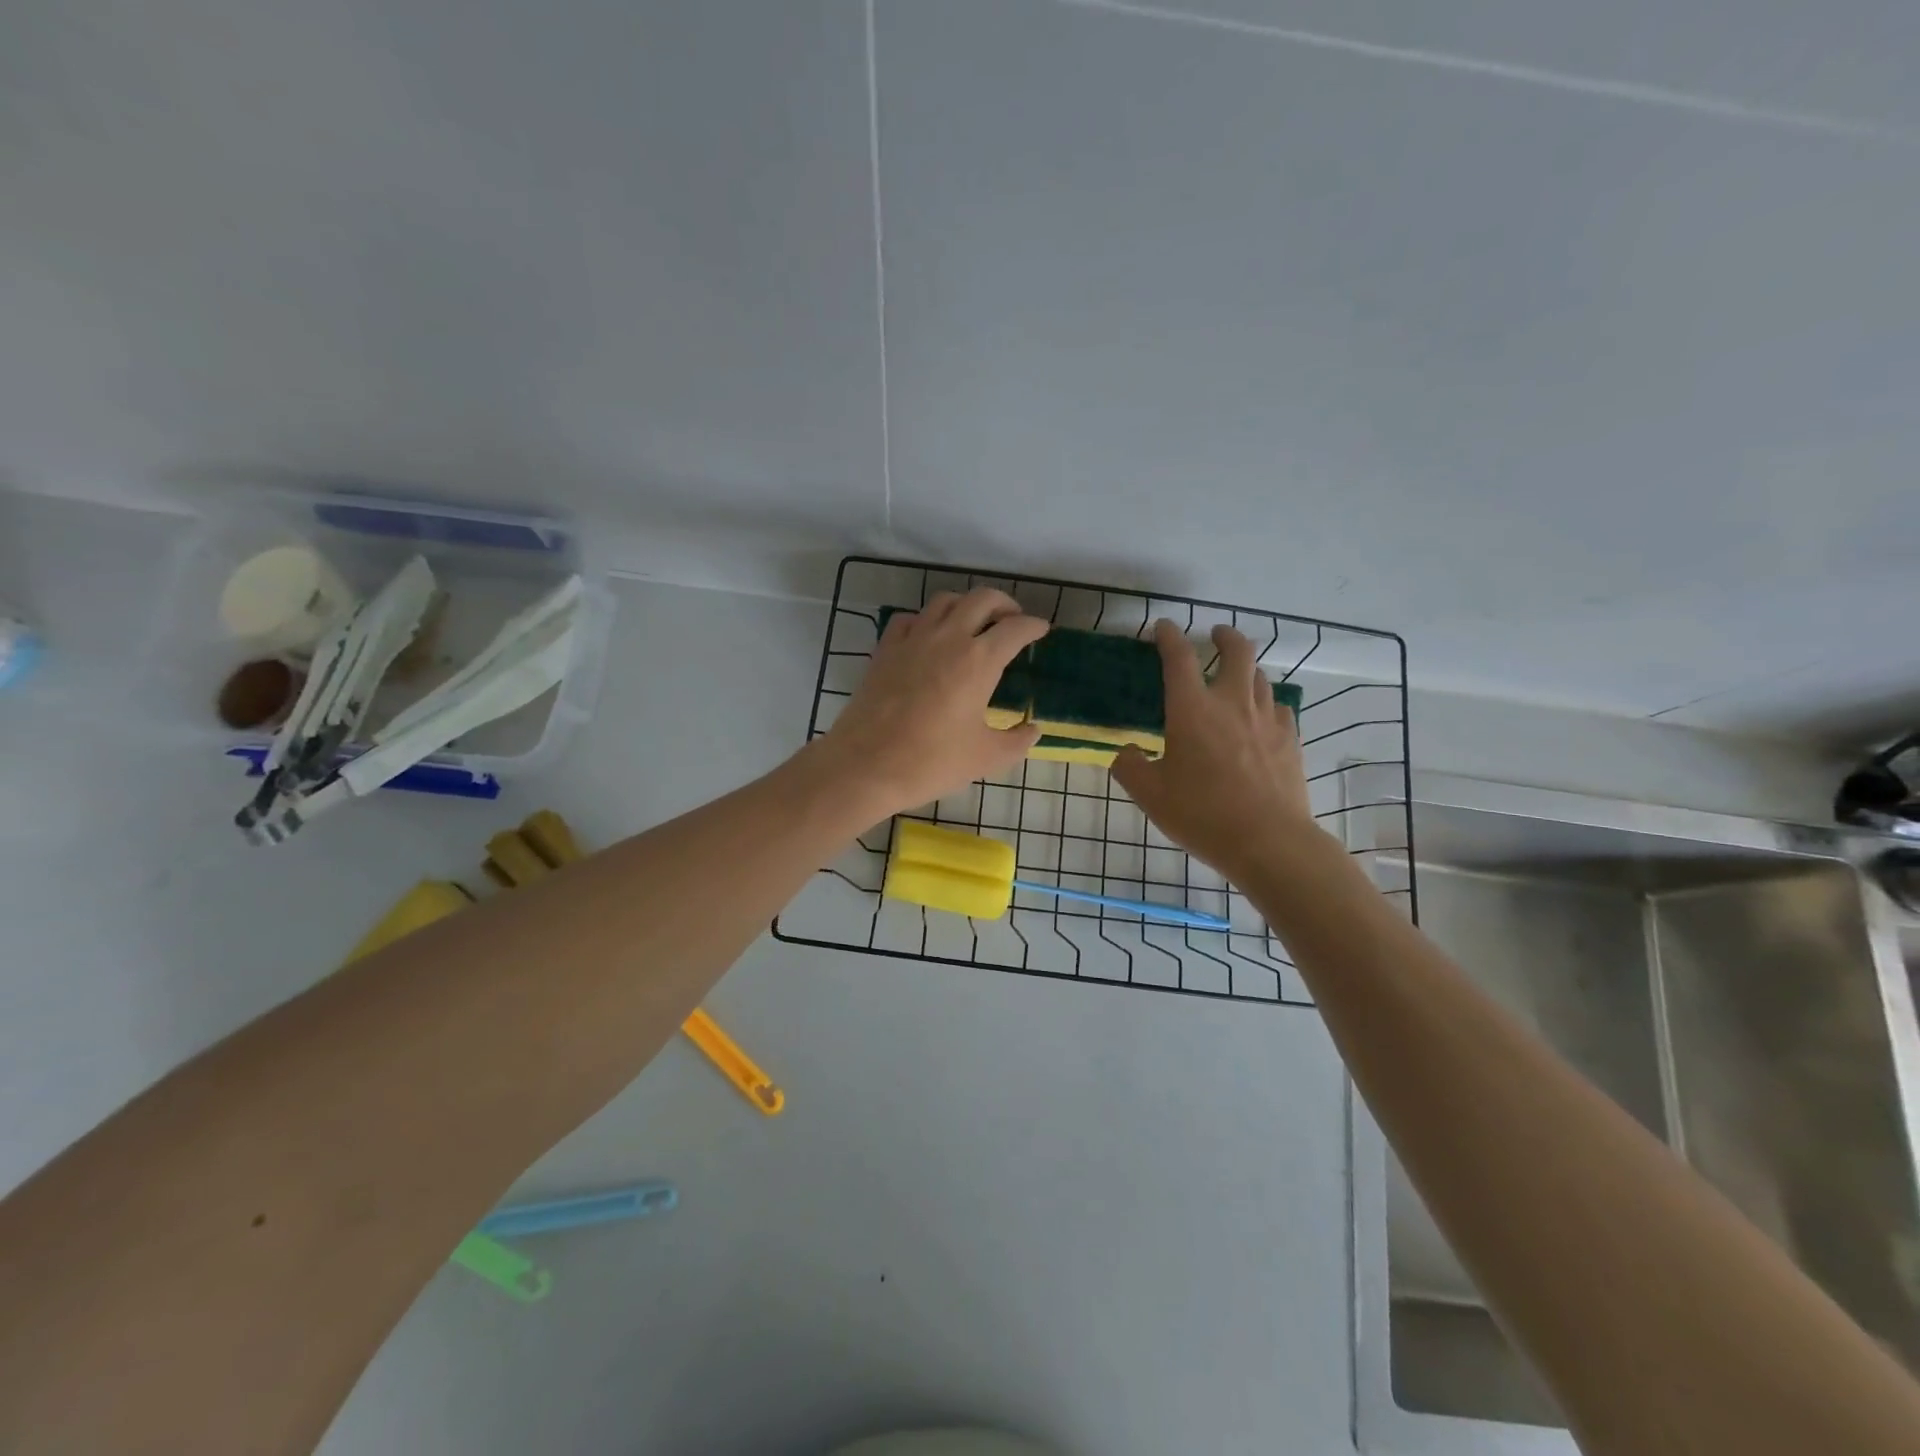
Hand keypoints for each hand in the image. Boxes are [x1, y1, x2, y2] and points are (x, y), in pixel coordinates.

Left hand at [815, 588, 1047, 821]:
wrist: (866, 765)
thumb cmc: (932, 761)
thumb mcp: (986, 757)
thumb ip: (1017, 741)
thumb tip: (1034, 731)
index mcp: (979, 660)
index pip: (1015, 628)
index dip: (1033, 626)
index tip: (1041, 630)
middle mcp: (948, 638)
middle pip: (982, 599)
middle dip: (1004, 604)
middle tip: (1012, 619)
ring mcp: (913, 639)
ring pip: (945, 601)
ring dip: (966, 605)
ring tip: (974, 622)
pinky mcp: (885, 650)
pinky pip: (910, 619)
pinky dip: (926, 620)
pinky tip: (929, 636)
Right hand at [1111, 620, 1317, 878]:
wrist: (1269, 841)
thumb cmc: (1202, 814)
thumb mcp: (1150, 795)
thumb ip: (1130, 768)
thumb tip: (1126, 752)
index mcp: (1192, 710)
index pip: (1179, 657)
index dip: (1169, 636)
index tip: (1163, 627)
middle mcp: (1232, 703)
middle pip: (1236, 651)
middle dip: (1224, 636)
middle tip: (1215, 634)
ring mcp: (1266, 719)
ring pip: (1260, 676)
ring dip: (1245, 668)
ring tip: (1235, 675)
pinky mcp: (1290, 739)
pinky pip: (1278, 706)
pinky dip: (1265, 701)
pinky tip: (1260, 716)